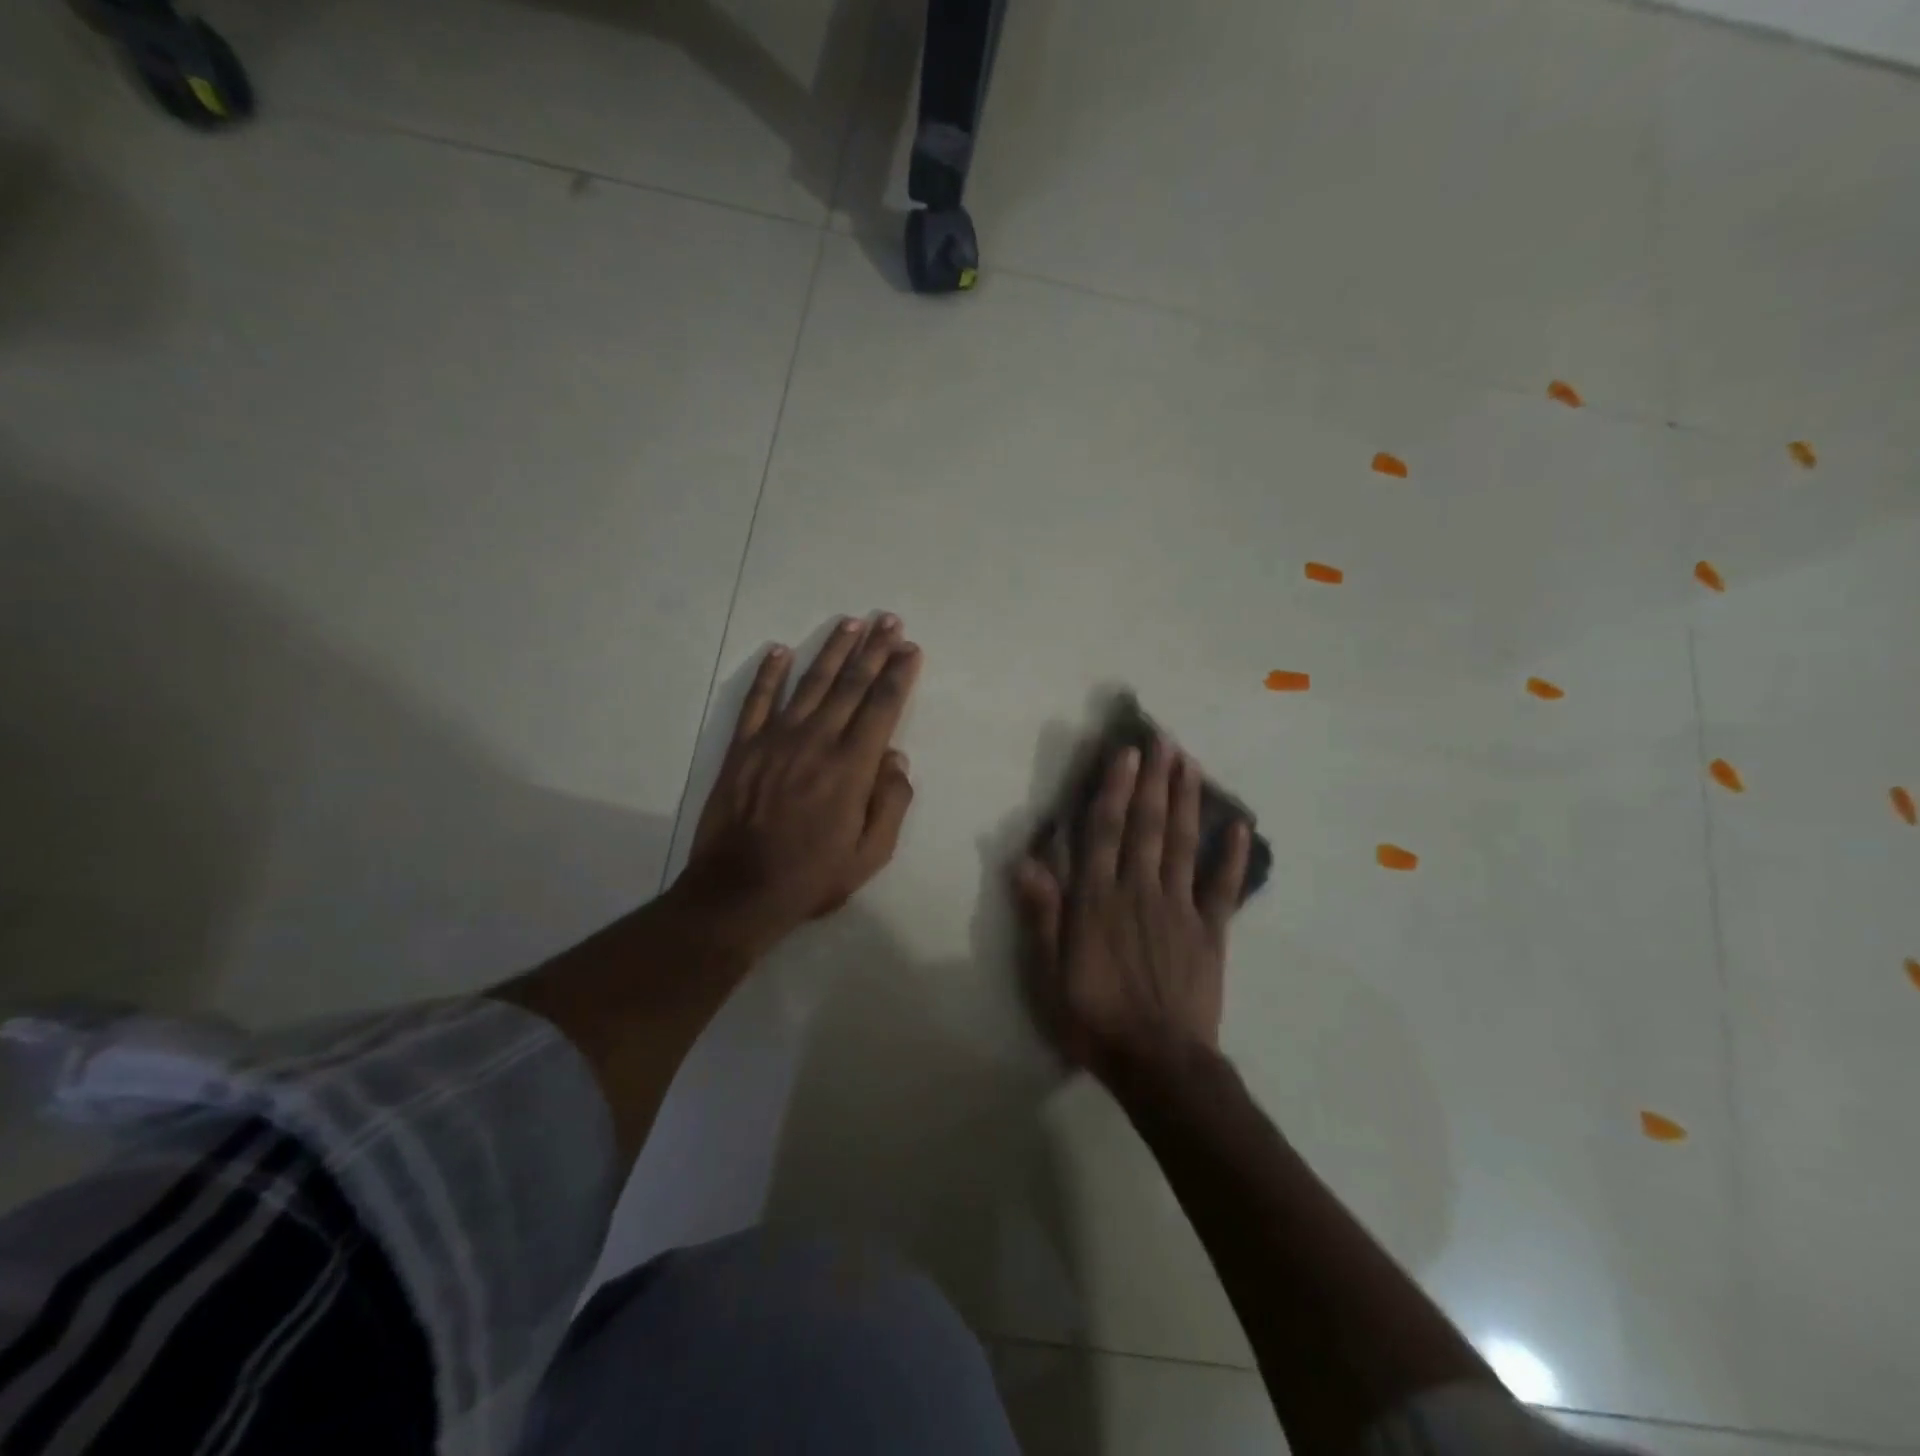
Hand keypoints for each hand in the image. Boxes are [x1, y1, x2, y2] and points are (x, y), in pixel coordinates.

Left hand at [678, 614, 921, 952]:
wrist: (738, 891)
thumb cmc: (812, 877)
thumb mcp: (870, 854)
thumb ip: (891, 803)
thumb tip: (896, 757)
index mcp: (851, 767)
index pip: (882, 707)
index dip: (899, 674)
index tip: (911, 648)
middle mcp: (816, 741)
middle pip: (850, 684)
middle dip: (873, 649)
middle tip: (888, 619)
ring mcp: (775, 740)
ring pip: (809, 683)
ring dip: (832, 650)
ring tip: (850, 623)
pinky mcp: (742, 748)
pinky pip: (756, 701)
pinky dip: (768, 674)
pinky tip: (779, 650)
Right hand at [1014, 739, 1250, 1084]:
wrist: (1158, 1063)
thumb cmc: (1093, 1017)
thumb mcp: (1048, 972)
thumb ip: (1042, 914)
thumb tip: (1025, 861)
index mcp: (1098, 899)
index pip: (1106, 832)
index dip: (1115, 789)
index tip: (1127, 753)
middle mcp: (1140, 891)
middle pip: (1148, 826)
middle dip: (1155, 780)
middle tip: (1165, 740)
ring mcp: (1180, 908)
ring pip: (1183, 844)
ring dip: (1188, 802)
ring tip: (1192, 765)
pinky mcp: (1210, 932)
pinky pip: (1223, 888)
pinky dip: (1233, 857)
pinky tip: (1241, 827)